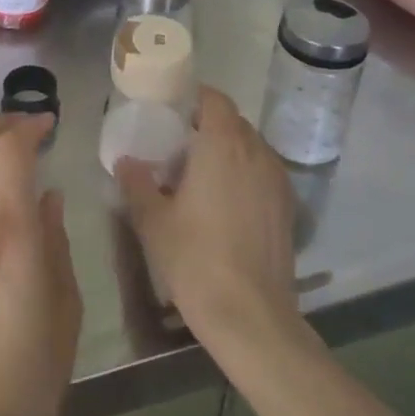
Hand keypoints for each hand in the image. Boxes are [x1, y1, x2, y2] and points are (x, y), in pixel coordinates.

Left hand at [0, 113, 81, 415]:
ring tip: (8, 155)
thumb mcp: (65, 309)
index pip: (12, 150)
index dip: (29, 125)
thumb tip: (48, 198)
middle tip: (28, 127)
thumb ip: (56, 243)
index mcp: (11, 235)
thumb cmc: (31, 378)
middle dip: (1, 124)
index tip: (49, 123)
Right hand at [116, 86, 299, 350]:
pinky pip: (263, 173)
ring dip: (228, 151)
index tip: (173, 111)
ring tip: (201, 176)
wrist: (251, 317)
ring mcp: (277, 180)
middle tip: (179, 146)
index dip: (194, 98)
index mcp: (222, 144)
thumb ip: (137, 184)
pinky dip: (245, 175)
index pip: (215, 99)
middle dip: (208, 126)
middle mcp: (255, 152)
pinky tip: (225, 204)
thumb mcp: (153, 221)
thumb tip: (126, 161)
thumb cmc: (196, 259)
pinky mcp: (288, 208)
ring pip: (251, 148)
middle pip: (233, 122)